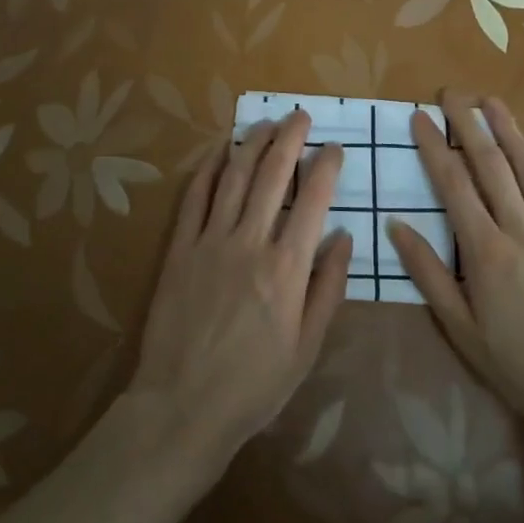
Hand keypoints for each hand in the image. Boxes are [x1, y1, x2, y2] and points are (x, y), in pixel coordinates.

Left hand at [128, 111, 352, 477]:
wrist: (183, 407)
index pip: (313, 201)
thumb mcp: (307, 348)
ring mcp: (210, 242)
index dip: (326, 167)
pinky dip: (208, 169)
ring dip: (252, 144)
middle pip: (273, 176)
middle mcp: (250, 243)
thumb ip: (328, 288)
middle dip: (289, 139)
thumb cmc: (254, 385)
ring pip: (234, 177)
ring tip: (266, 122)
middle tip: (300, 115)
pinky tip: (219, 150)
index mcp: (287, 269)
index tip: (334, 148)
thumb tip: (344, 237)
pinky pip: (194, 198)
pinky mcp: (180, 249)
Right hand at [387, 93, 523, 433]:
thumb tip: (396, 227)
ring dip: (511, 132)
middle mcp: (523, 231)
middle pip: (493, 166)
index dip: (435, 147)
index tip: (420, 118)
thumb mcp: (461, 330)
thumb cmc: (518, 365)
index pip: (454, 186)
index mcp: (487, 252)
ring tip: (493, 102)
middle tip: (452, 93)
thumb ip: (428, 275)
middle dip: (470, 125)